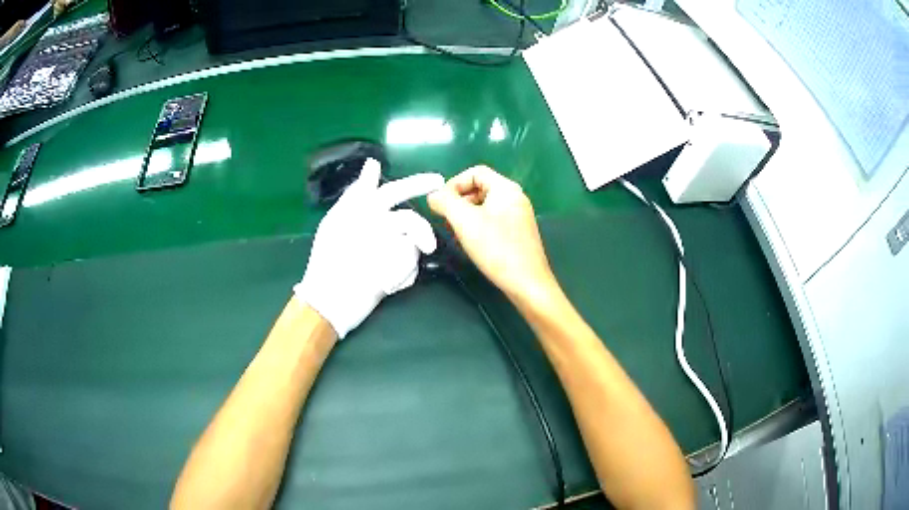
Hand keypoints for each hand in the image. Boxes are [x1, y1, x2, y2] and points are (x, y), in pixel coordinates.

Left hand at [295, 159, 443, 337]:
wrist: (330, 300)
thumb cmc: (328, 258)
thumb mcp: (338, 220)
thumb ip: (358, 194)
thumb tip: (373, 162)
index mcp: (366, 213)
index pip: (393, 192)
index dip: (415, 184)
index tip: (438, 181)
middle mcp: (381, 229)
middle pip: (410, 221)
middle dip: (422, 230)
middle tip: (429, 245)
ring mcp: (390, 252)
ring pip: (412, 246)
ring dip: (402, 263)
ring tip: (386, 278)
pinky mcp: (396, 273)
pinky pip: (410, 267)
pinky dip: (401, 276)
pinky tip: (386, 285)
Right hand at [427, 166, 556, 303]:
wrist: (527, 283)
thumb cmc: (497, 249)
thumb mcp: (464, 221)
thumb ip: (445, 202)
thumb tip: (433, 196)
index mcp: (506, 188)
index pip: (475, 172)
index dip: (454, 183)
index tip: (441, 203)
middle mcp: (515, 198)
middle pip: (480, 188)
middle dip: (459, 201)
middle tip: (446, 219)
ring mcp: (518, 216)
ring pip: (485, 206)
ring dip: (466, 215)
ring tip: (456, 233)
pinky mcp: (518, 233)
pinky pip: (493, 220)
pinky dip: (478, 226)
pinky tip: (471, 243)